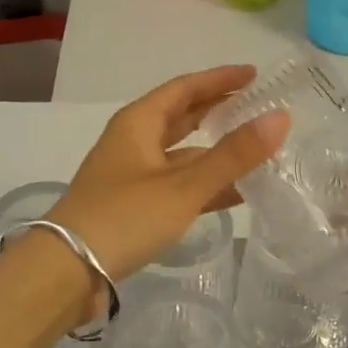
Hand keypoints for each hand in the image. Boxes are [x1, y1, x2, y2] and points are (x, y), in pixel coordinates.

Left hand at [47, 66, 288, 296]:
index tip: (254, 74)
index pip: (185, 87)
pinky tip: (235, 193)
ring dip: (215, 150)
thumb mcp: (184, 186)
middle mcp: (133, 140)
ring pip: (181, 152)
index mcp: (139, 122)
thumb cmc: (124, 217)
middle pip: (181, 116)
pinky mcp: (132, 204)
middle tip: (257, 106)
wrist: (66, 272)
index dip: (220, 79)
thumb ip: (233, 155)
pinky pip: (176, 183)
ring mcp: (131, 173)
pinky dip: (204, 183)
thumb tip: (280, 117)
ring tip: (255, 150)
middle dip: (218, 109)